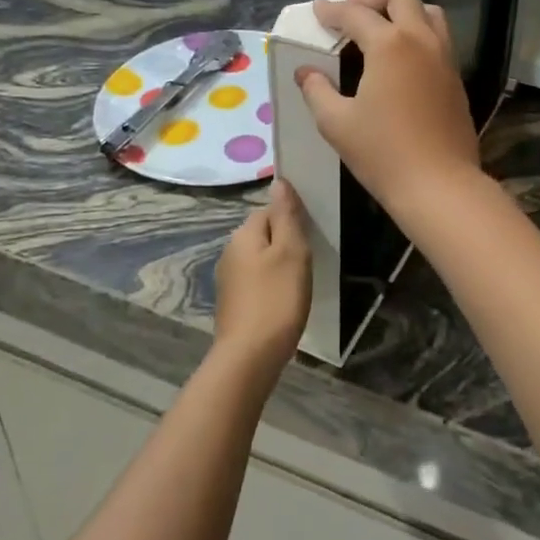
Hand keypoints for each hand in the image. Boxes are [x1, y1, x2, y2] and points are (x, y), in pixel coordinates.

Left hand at [213, 181, 311, 369]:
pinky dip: (271, 285)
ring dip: (279, 264)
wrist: (250, 357)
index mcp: (243, 234)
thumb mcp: (291, 251)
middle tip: (309, 260)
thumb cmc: (276, 299)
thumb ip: (286, 215)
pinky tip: (283, 301)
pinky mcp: (233, 303)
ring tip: (299, 281)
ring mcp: (228, 279)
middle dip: (285, 241)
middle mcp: (230, 251)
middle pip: (263, 233)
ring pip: (260, 258)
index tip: (311, 235)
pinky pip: (256, 280)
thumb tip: (279, 182)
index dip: (291, 218)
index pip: (269, 210)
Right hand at [295, 0, 483, 210]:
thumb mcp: (336, 123)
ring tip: (380, 26)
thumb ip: (317, 90)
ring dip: (402, 8)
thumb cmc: (382, 153)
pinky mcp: (455, 76)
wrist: (440, 185)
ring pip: (428, 10)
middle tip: (351, 11)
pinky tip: (401, 56)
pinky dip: (418, 30)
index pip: (355, 13)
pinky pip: (438, 36)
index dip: (332, 10)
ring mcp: (444, 56)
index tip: (317, 10)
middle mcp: (421, 39)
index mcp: (390, 44)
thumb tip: (305, 72)